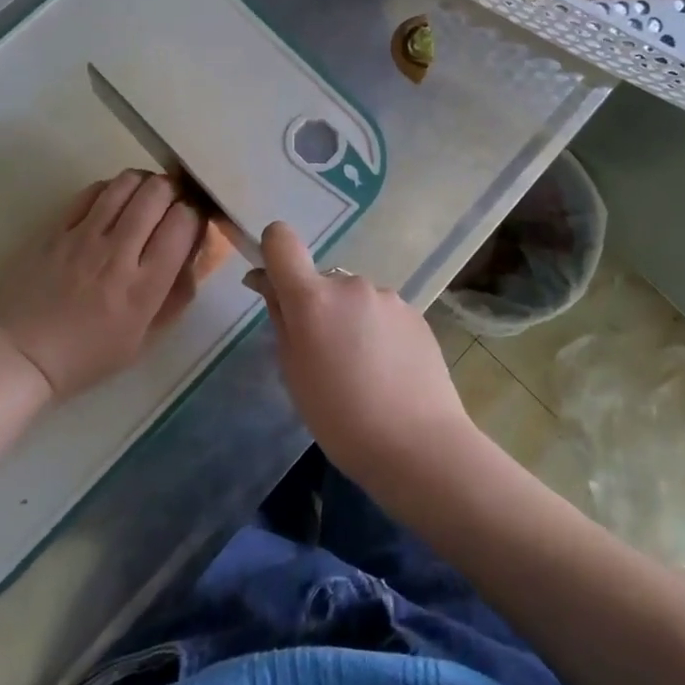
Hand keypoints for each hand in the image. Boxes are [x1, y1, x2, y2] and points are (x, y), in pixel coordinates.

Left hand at [0, 171, 204, 399]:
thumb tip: (194, 257)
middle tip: (171, 204)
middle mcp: (118, 253)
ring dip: (144, 183)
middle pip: (158, 193)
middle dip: (174, 191)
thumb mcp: (144, 340)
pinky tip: (113, 203)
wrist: (19, 356)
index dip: (194, 214)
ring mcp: (84, 236)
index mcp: (144, 287)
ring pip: (126, 183)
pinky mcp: (56, 228)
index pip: (183, 223)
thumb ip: (175, 297)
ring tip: (145, 197)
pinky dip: (111, 189)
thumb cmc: (86, 356)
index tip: (191, 224)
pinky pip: (92, 191)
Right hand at [249, 221, 477, 480]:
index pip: (281, 240)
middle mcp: (350, 284)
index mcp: (312, 297)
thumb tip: (265, 281)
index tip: (274, 283)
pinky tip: (388, 372)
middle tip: (324, 357)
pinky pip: (382, 314)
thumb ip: (279, 318)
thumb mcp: (293, 372)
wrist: (419, 445)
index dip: (273, 251)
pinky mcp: (416, 313)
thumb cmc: (340, 418)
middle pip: (321, 281)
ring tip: (362, 371)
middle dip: (317, 307)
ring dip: (350, 321)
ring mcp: (387, 296)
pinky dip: (377, 332)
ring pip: (354, 299)